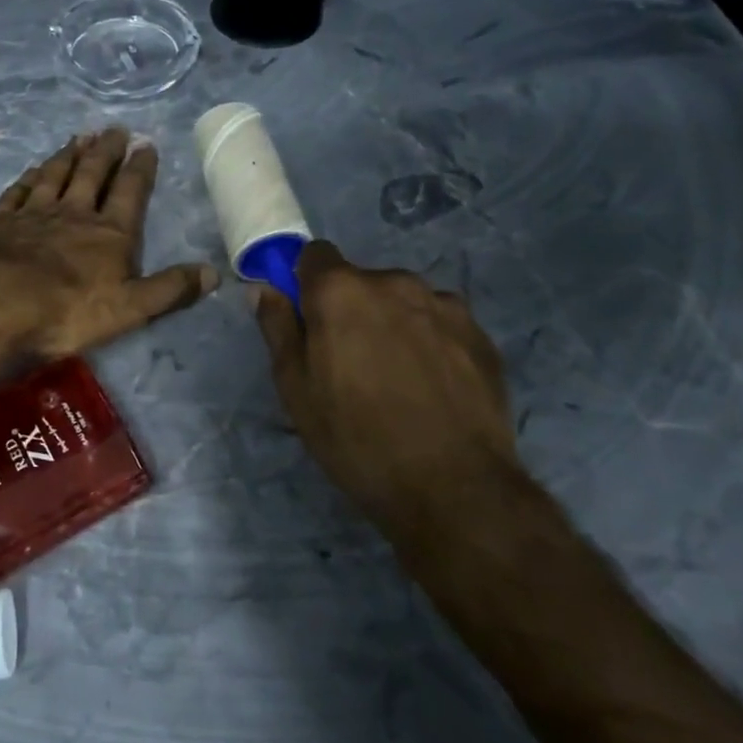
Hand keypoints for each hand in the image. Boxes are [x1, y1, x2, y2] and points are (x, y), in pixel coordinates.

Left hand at [0, 128, 218, 360]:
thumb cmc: (67, 313)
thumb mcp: (131, 309)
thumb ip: (171, 289)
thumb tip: (214, 272)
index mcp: (109, 233)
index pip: (130, 191)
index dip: (140, 167)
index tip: (146, 144)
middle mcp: (73, 213)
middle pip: (92, 173)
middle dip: (106, 150)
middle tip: (114, 129)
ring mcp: (34, 213)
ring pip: (55, 175)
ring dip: (69, 155)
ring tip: (80, 137)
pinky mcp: (1, 221)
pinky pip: (19, 190)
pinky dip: (30, 176)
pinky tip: (34, 169)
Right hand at [254, 241, 515, 538]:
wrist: (455, 488)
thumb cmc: (357, 439)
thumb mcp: (297, 390)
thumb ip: (278, 329)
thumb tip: (264, 288)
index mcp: (340, 290)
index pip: (315, 255)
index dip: (307, 282)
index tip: (309, 318)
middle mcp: (393, 282)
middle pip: (361, 280)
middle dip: (351, 309)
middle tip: (351, 362)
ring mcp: (443, 304)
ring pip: (403, 300)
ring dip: (393, 322)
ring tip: (398, 378)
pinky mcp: (479, 332)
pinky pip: (440, 321)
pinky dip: (430, 340)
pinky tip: (433, 385)